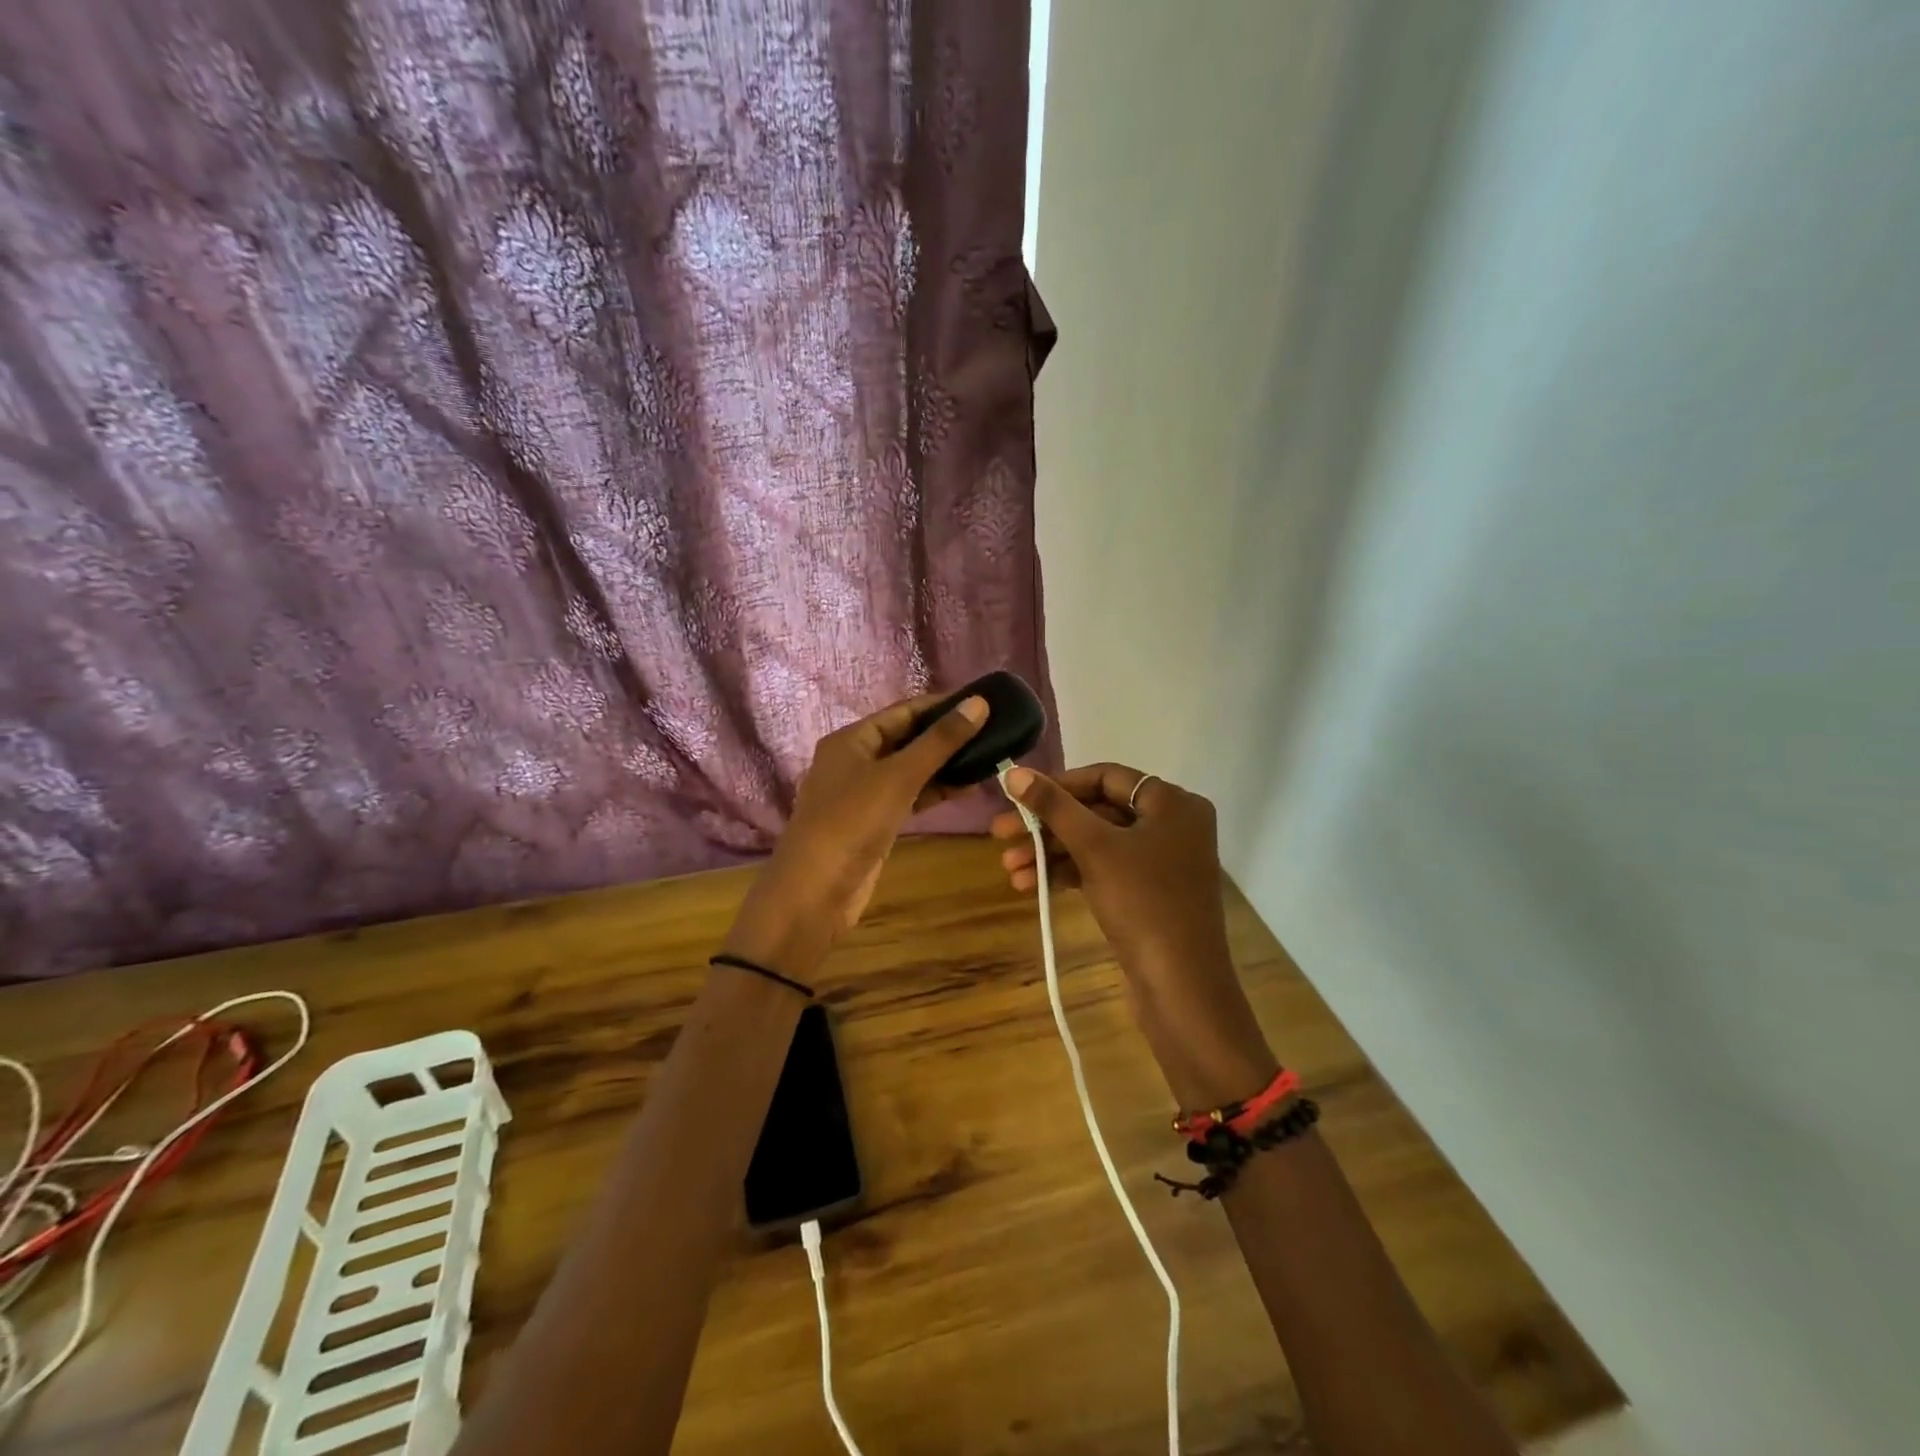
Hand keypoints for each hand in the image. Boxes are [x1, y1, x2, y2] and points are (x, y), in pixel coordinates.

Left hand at [723, 692, 989, 975]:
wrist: (816, 891)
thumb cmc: (852, 822)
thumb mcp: (898, 777)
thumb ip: (940, 741)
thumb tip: (978, 703)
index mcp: (851, 740)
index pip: (902, 711)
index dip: (941, 705)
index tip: (981, 703)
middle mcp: (854, 761)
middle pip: (906, 739)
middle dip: (945, 736)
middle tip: (992, 731)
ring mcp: (863, 794)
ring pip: (909, 770)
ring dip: (944, 765)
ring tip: (988, 757)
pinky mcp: (874, 822)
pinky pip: (909, 797)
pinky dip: (934, 791)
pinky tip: (967, 788)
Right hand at [991, 764, 1277, 1107]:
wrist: (1180, 987)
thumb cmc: (1143, 903)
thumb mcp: (1095, 848)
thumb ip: (1054, 806)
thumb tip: (1013, 771)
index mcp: (1172, 803)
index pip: (1106, 777)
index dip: (1059, 784)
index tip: (1019, 796)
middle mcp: (1171, 825)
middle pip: (1097, 811)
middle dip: (1048, 826)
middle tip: (1000, 834)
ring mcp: (1161, 862)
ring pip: (1096, 844)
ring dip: (1051, 853)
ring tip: (1009, 869)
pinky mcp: (1149, 893)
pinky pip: (1103, 870)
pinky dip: (1069, 874)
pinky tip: (1031, 885)